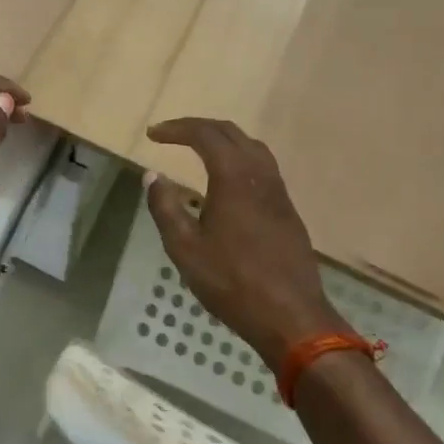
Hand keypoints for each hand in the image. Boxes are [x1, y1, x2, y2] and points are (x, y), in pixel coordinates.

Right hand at [144, 117, 350, 370]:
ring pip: (251, 147)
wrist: (291, 316)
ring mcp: (278, 191)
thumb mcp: (185, 247)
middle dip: (198, 127)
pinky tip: (227, 181)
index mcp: (233, 176)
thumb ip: (165, 207)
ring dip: (223, 140)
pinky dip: (239, 158)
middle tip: (171, 135)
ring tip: (199, 150)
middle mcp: (260, 174)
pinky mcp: (287, 209)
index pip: (204, 134)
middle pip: (230, 133)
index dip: (176, 129)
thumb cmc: (232, 281)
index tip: (153, 134)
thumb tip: (152, 176)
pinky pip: (262, 166)